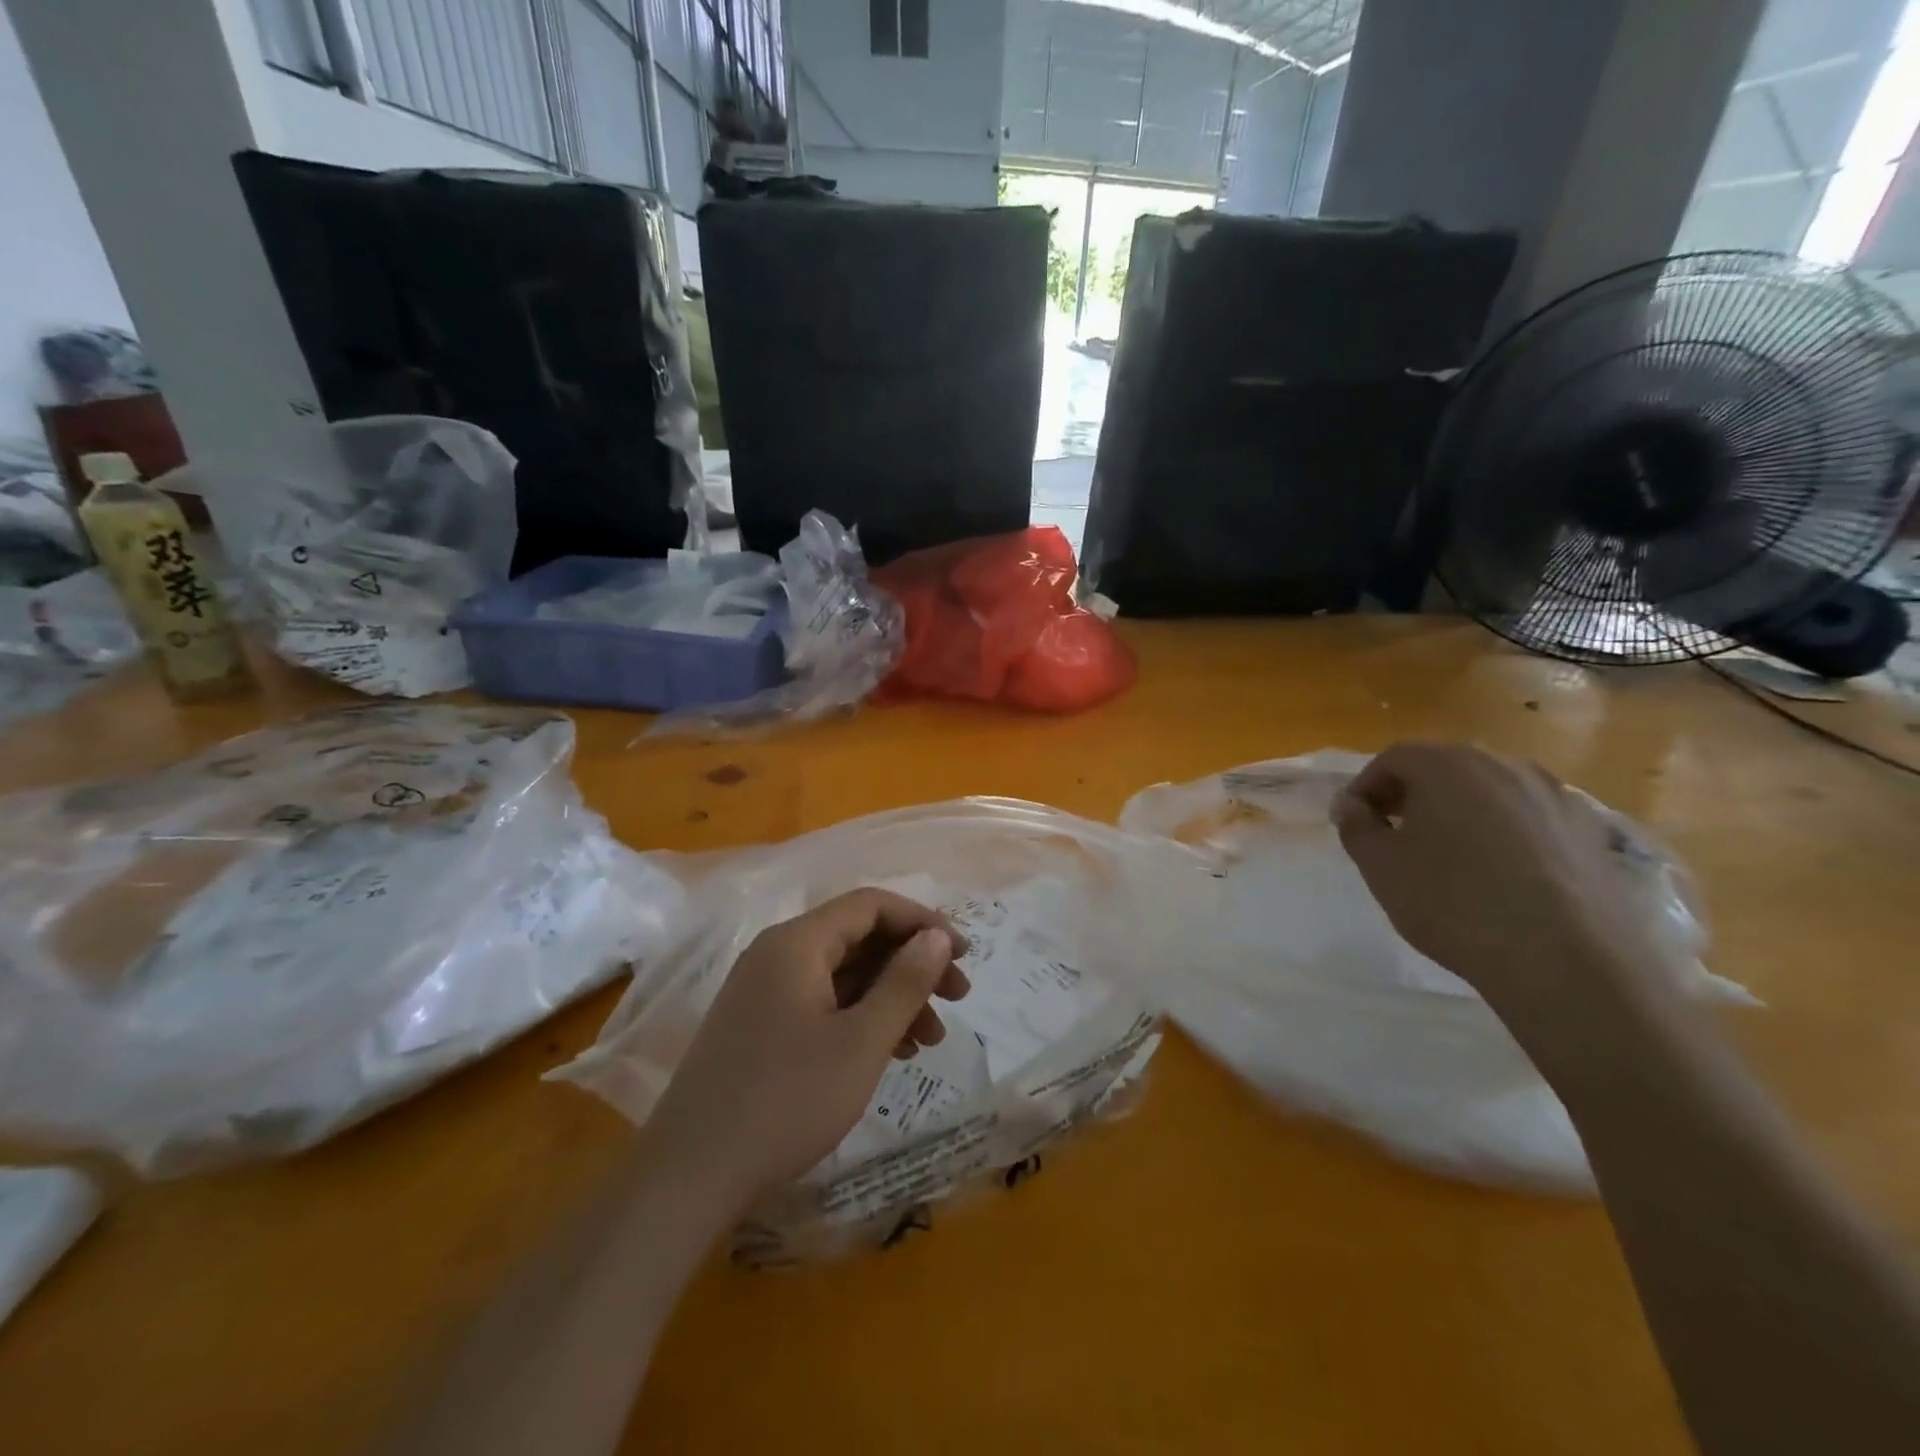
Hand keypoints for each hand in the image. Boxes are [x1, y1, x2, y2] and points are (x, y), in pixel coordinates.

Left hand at [640, 888, 970, 1213]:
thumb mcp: (861, 1042)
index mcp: (797, 943)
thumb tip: (937, 936)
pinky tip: (891, 1051)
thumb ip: (904, 982)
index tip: (963, 954)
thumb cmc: (786, 1101)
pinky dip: (861, 1018)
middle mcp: (777, 954)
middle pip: (858, 938)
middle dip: (912, 963)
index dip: (923, 922)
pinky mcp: (759, 1025)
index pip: (871, 905)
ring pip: (843, 975)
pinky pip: (822, 1003)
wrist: (689, 1176)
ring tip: (930, 1039)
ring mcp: (764, 991)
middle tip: (957, 998)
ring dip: (891, 996)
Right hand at [1332, 742, 1674, 1032]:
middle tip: (1396, 835)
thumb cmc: (1453, 903)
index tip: (1355, 821)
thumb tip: (1350, 804)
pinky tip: (1502, 876)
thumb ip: (1356, 826)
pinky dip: (1506, 833)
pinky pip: (1531, 818)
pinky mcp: (1592, 831)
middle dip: (1414, 795)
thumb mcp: (1381, 866)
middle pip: (1445, 768)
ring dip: (1462, 812)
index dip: (1366, 786)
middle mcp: (1504, 765)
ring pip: (1491, 791)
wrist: (1567, 961)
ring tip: (1450, 857)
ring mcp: (1556, 795)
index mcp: (1448, 765)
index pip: (1393, 759)